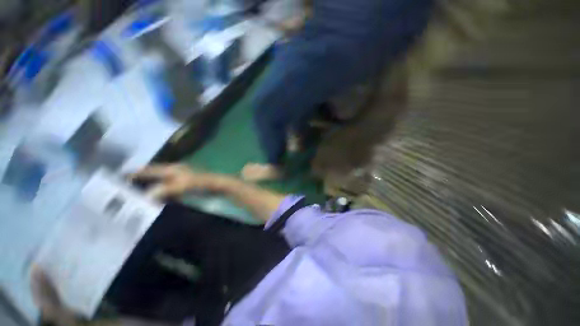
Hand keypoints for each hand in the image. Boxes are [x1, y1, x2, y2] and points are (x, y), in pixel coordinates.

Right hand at [131, 164, 227, 199]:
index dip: (135, 173)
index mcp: (172, 169)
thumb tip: (146, 196)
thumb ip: (164, 190)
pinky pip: (168, 190)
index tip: (119, 178)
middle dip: (140, 182)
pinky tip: (155, 201)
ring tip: (136, 197)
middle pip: (153, 176)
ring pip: (160, 183)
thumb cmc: (200, 183)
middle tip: (125, 190)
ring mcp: (179, 178)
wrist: (217, 185)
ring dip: (150, 189)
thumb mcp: (182, 185)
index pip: (149, 169)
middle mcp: (174, 172)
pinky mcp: (184, 186)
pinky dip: (161, 194)